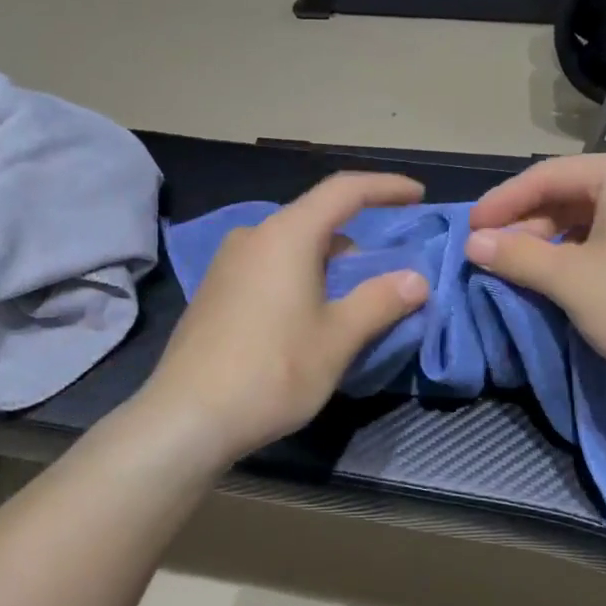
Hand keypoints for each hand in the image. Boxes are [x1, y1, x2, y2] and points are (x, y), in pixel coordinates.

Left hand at [140, 173, 431, 463]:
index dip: (385, 187)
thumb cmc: (272, 371)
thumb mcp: (337, 339)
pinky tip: (306, 319)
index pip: (344, 191)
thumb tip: (415, 279)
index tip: (418, 194)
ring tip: (350, 304)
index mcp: (286, 235)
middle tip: (385, 276)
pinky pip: (268, 268)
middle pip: (316, 220)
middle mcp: (252, 237)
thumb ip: (380, 301)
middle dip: (357, 241)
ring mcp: (227, 264)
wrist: (187, 417)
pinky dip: (299, 278)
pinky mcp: (214, 292)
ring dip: (327, 264)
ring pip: (291, 247)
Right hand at [465, 153, 605, 388]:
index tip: (471, 230)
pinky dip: (578, 250)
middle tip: (493, 252)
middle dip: (526, 222)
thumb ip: (517, 255)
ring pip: (588, 215)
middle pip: (568, 192)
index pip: (546, 175)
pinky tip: (560, 274)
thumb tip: (474, 244)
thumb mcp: (570, 279)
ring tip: (521, 266)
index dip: (502, 202)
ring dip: (549, 238)